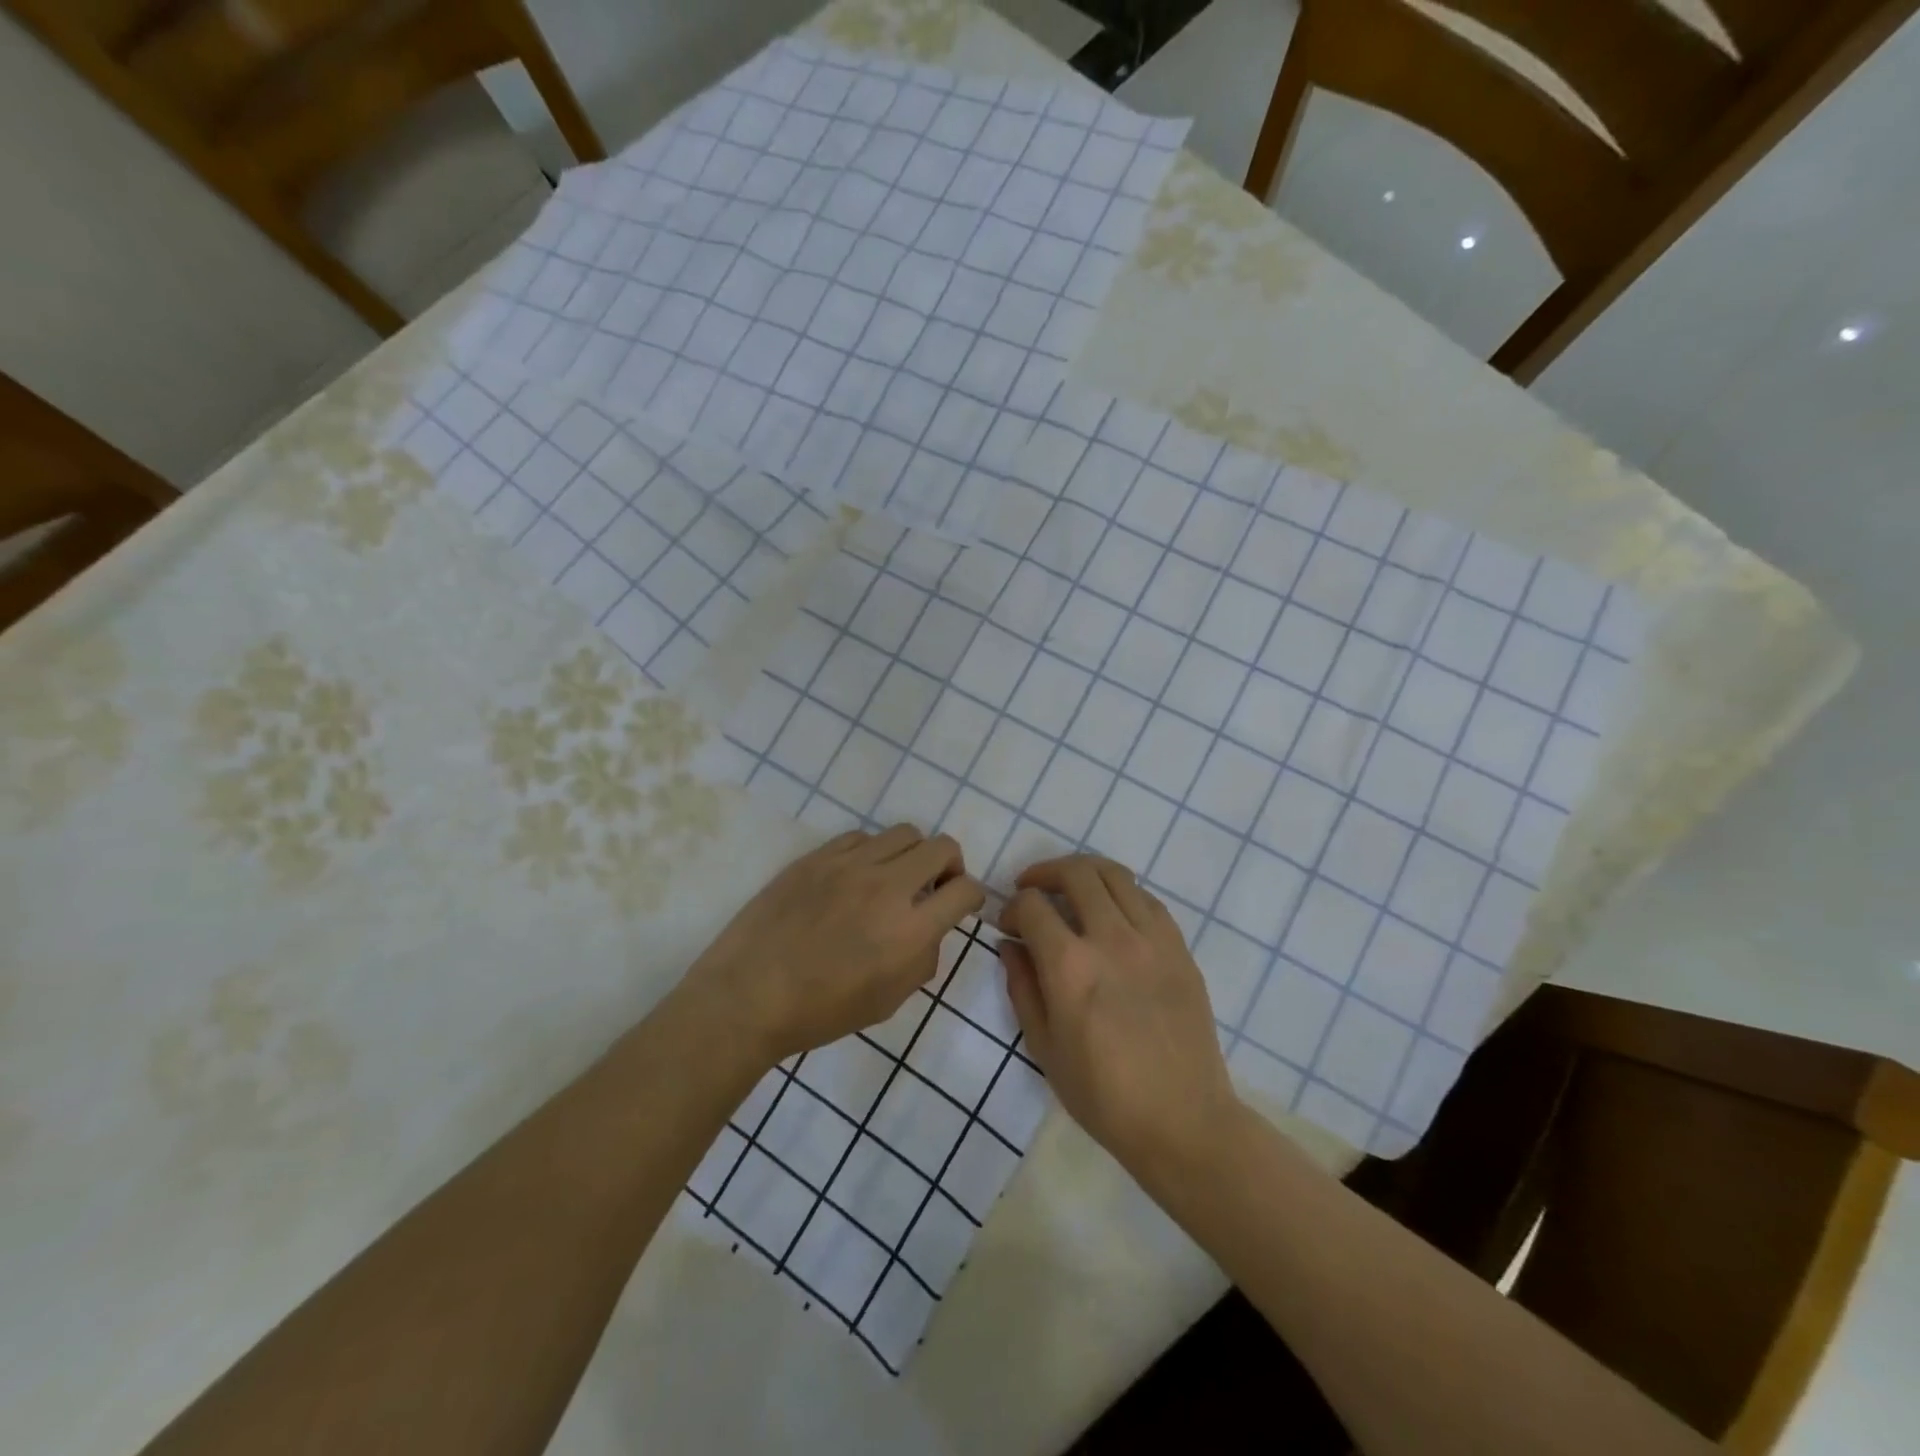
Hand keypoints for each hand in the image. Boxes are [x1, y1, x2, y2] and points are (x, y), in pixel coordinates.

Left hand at [684, 825, 984, 1065]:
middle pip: (942, 847)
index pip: (965, 890)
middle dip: (950, 866)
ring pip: (904, 833)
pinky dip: (872, 853)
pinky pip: (861, 837)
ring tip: (894, 878)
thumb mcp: (888, 1001)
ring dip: (911, 855)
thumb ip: (923, 959)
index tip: (961, 904)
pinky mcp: (818, 856)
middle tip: (934, 886)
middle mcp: (886, 887)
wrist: (749, 996)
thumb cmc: (821, 1011)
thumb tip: (930, 928)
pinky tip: (855, 877)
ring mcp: (849, 865)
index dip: (972, 896)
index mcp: (909, 930)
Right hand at [999, 855, 1240, 1185]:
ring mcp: (1152, 940)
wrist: (1183, 1120)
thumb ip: (1022, 987)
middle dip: (1044, 873)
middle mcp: (1111, 939)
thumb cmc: (1103, 1095)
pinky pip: (1147, 899)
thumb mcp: (1044, 1048)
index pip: (1033, 906)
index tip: (1008, 926)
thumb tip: (1011, 946)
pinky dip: (1121, 893)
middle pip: (1075, 874)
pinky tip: (1112, 913)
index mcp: (1071, 967)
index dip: (1012, 908)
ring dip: (1084, 873)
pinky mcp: (1180, 948)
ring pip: (1115, 875)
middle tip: (1032, 889)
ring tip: (1070, 889)